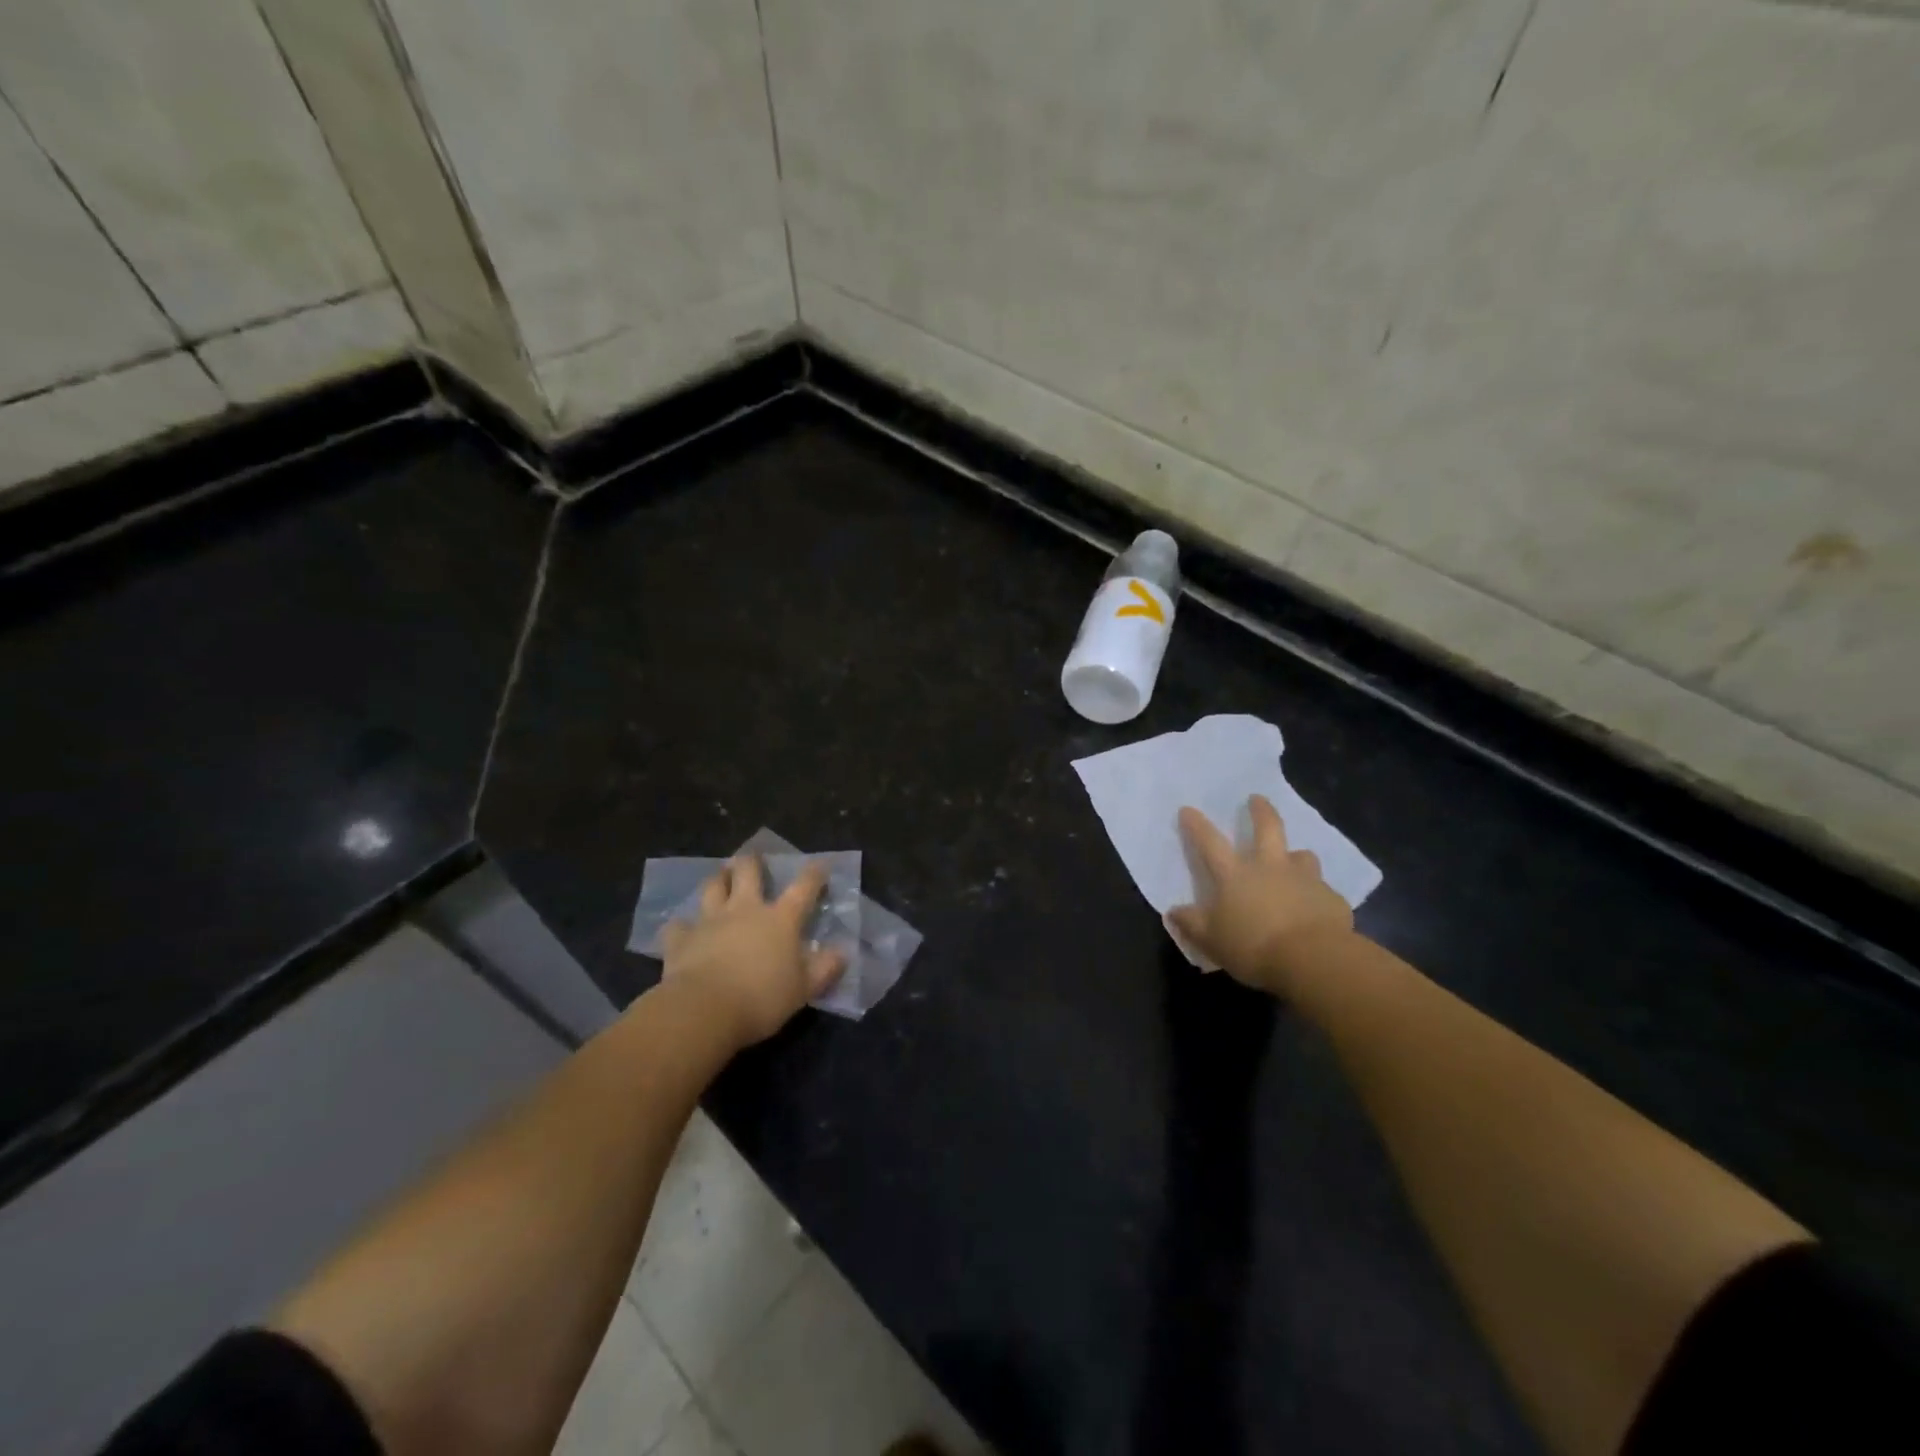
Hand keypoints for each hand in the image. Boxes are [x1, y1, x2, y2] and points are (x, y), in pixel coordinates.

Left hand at [660, 855, 846, 1045]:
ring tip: (719, 877)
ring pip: (712, 888)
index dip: (813, 874)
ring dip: (717, 880)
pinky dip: (681, 925)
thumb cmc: (761, 999)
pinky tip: (682, 928)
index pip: (803, 888)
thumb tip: (842, 953)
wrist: (703, 1011)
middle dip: (752, 861)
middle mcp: (745, 910)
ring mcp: (710, 921)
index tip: (819, 864)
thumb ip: (824, 969)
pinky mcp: (681, 939)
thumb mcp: (804, 990)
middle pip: (748, 872)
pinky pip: (678, 926)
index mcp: (780, 919)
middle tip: (752, 857)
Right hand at [1169, 794, 1354, 995]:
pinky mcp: (1331, 899)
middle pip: (1267, 829)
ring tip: (1294, 861)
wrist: (1313, 959)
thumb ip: (1192, 923)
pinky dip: (1316, 896)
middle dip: (1261, 811)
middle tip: (1257, 798)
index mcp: (1235, 875)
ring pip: (1302, 856)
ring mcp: (1305, 880)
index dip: (1197, 826)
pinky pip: (1322, 891)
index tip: (1188, 809)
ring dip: (1296, 856)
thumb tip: (1173, 911)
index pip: (1210, 843)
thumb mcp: (1211, 940)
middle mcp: (1270, 868)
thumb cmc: (1254, 946)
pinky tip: (1315, 910)